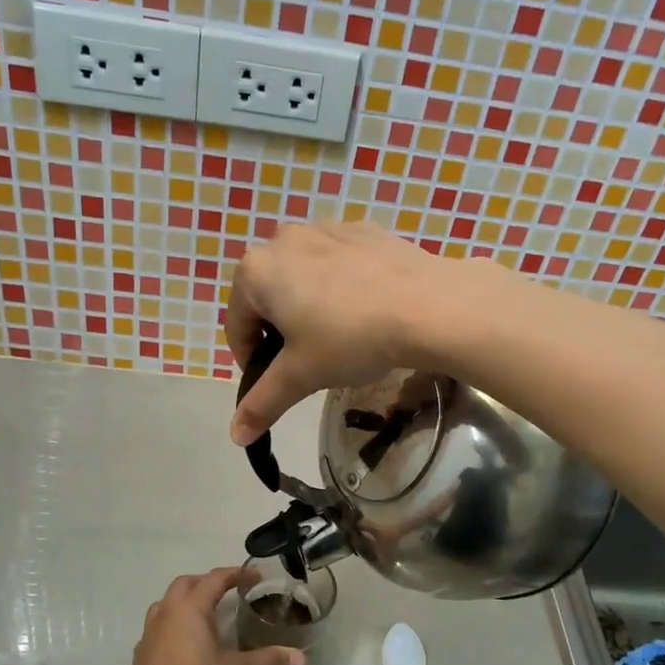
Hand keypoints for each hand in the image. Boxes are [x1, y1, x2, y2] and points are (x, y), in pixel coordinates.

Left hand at [122, 567, 303, 664]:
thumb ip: (266, 661)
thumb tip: (300, 657)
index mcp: (190, 608)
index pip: (215, 579)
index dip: (236, 574)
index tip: (255, 577)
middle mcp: (167, 612)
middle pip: (186, 583)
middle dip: (208, 582)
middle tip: (229, 591)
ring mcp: (150, 632)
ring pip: (167, 602)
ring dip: (186, 600)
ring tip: (205, 614)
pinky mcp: (141, 653)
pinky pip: (158, 625)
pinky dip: (174, 623)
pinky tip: (185, 642)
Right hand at [226, 221, 485, 444]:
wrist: (428, 305)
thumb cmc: (349, 339)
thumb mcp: (301, 376)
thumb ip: (263, 403)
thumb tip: (237, 436)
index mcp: (256, 271)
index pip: (237, 326)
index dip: (251, 361)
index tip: (275, 383)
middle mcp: (283, 239)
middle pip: (268, 298)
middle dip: (281, 332)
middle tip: (309, 362)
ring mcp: (326, 228)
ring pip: (303, 277)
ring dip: (309, 307)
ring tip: (340, 337)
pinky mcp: (364, 230)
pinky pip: (338, 263)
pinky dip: (341, 287)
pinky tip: (366, 311)